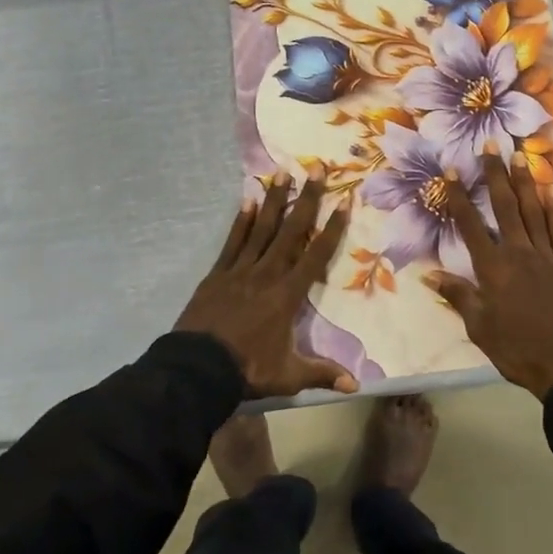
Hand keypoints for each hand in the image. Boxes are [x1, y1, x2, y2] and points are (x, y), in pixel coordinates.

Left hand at [176, 175, 359, 398]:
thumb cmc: (247, 370)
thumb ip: (322, 374)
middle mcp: (267, 274)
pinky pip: (232, 241)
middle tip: (316, 167)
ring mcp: (240, 270)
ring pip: (261, 228)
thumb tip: (356, 386)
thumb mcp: (288, 375)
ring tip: (283, 173)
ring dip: (274, 200)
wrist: (196, 369)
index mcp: (287, 295)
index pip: (316, 255)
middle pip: (291, 230)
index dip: (333, 228)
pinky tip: (247, 199)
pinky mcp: (217, 273)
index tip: (345, 200)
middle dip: (307, 198)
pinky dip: (240, 221)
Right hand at [429, 152, 552, 400]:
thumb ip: (458, 296)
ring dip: (525, 182)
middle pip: (505, 207)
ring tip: (520, 156)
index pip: (470, 225)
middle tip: (491, 147)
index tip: (451, 171)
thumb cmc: (516, 349)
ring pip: (533, 211)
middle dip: (496, 175)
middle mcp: (518, 253)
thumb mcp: (479, 328)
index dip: (459, 197)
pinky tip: (552, 189)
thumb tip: (430, 275)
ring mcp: (545, 256)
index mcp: (492, 268)